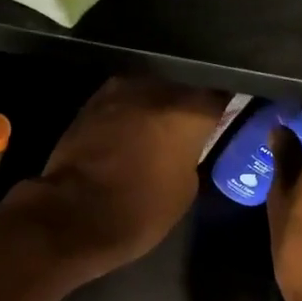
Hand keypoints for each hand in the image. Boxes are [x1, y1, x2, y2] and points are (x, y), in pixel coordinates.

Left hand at [7, 76, 228, 279]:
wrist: (74, 215)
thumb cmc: (140, 210)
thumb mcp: (185, 190)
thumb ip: (191, 155)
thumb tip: (185, 145)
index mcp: (189, 108)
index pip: (221, 94)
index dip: (225, 105)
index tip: (227, 116)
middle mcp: (156, 86)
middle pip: (182, 85)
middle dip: (187, 101)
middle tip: (191, 123)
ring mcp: (118, 90)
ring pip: (149, 90)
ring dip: (155, 106)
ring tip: (159, 128)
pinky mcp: (90, 102)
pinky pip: (121, 103)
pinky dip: (129, 115)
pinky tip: (131, 133)